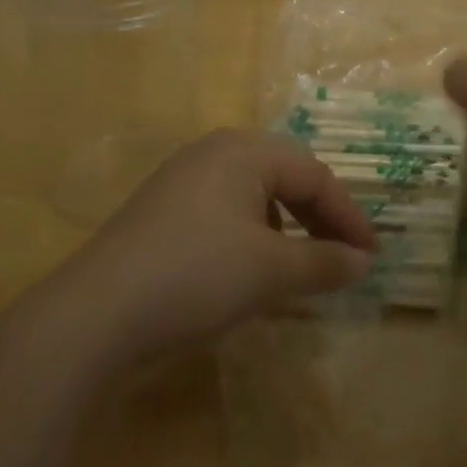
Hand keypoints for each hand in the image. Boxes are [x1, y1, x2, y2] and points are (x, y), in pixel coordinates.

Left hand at [65, 129, 376, 362]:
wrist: (95, 315)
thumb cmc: (196, 276)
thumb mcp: (270, 271)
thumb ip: (323, 262)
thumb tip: (363, 262)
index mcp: (245, 150)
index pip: (315, 175)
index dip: (348, 216)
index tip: (371, 256)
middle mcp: (215, 151)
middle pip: (286, 176)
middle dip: (319, 216)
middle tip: (343, 255)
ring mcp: (183, 178)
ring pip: (255, 193)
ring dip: (287, 225)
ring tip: (301, 263)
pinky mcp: (162, 209)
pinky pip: (225, 209)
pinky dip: (252, 234)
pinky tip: (251, 266)